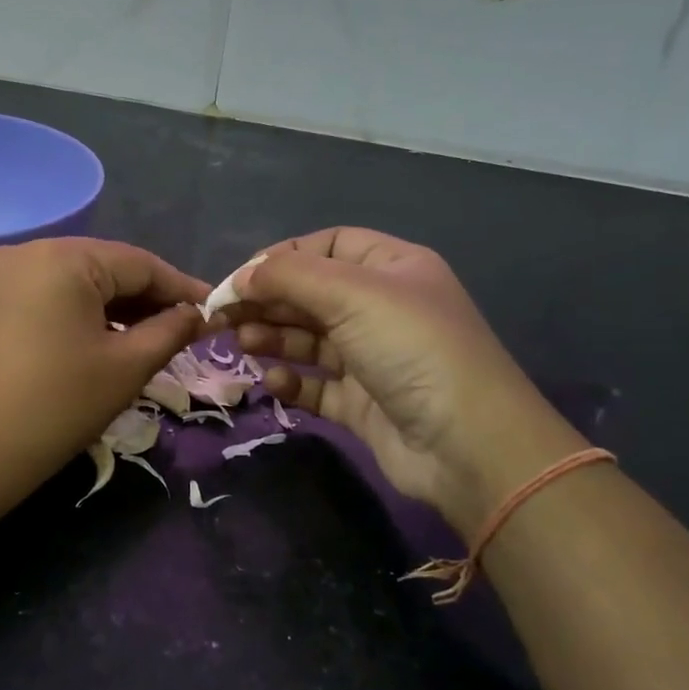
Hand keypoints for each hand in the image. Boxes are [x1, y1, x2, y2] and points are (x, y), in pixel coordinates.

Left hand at [0, 238, 206, 509]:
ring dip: (115, 310)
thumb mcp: (125, 368)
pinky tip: (102, 343)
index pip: (140, 263)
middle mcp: (27, 252)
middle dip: (148, 300)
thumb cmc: (54, 408)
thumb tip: (198, 314)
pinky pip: (46, 298)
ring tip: (151, 341)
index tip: (216, 312)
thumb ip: (170, 331)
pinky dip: (79, 316)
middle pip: (105, 269)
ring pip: (75, 284)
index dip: (182, 288)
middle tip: (187, 331)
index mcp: (62, 257)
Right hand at [224, 228, 583, 532]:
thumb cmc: (411, 347)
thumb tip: (241, 276)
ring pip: (308, 339)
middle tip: (222, 315)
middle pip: (311, 293)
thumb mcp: (352, 293)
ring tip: (243, 342)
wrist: (466, 443)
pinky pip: (315, 385)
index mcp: (392, 268)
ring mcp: (372, 358)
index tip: (241, 278)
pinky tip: (273, 383)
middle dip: (268, 300)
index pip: (327, 246)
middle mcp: (382, 309)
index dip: (282, 257)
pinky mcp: (361, 404)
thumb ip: (289, 277)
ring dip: (273, 336)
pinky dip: (291, 381)